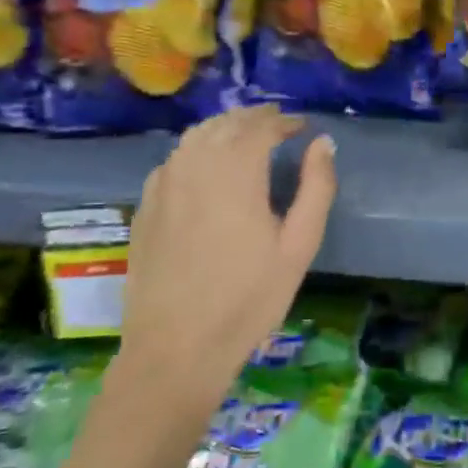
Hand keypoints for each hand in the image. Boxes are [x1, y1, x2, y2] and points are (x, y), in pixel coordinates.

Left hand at [116, 105, 336, 411]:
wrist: (176, 349)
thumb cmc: (248, 299)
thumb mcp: (299, 246)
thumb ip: (316, 187)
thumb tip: (322, 142)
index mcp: (235, 171)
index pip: (261, 127)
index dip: (284, 121)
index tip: (302, 127)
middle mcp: (195, 166)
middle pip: (226, 124)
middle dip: (254, 118)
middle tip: (277, 124)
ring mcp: (163, 185)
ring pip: (195, 137)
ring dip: (224, 128)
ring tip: (245, 137)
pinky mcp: (145, 206)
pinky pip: (174, 160)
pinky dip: (196, 150)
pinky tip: (206, 166)